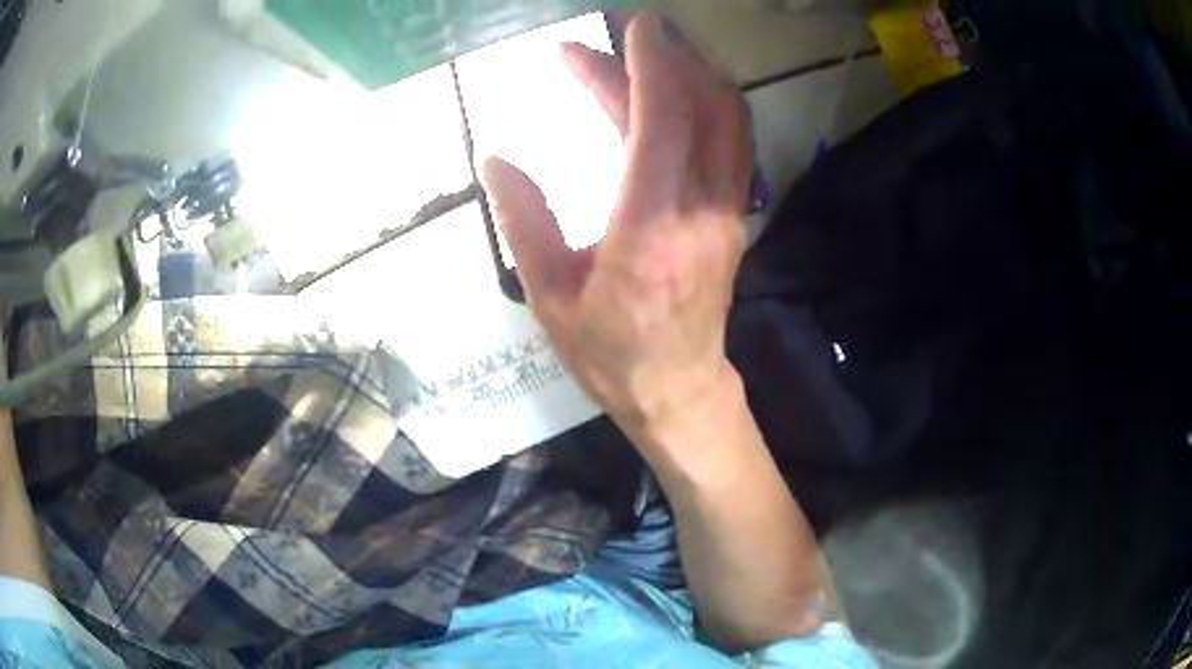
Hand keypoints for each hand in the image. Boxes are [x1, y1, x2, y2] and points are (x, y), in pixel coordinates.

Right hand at [481, 13, 752, 441]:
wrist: (679, 391)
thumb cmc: (610, 354)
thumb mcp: (550, 296)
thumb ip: (523, 221)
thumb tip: (494, 159)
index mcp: (649, 227)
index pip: (660, 121)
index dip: (649, 63)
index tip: (634, 25)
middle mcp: (701, 208)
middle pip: (700, 108)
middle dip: (660, 61)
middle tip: (612, 43)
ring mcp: (728, 211)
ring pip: (729, 120)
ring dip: (693, 76)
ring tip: (647, 56)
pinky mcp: (736, 216)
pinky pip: (732, 143)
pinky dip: (707, 105)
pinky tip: (671, 97)